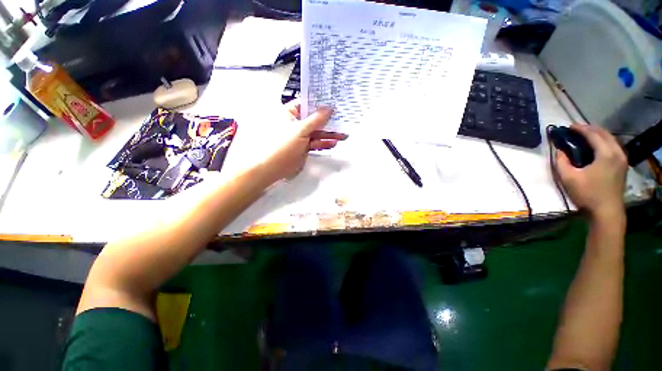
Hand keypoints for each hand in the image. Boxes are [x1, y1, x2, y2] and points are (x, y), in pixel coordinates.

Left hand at [257, 99, 347, 184]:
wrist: (273, 167)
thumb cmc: (283, 144)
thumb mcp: (300, 129)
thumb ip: (316, 119)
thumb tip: (329, 108)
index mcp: (289, 113)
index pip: (307, 104)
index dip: (320, 103)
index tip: (334, 103)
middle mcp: (295, 123)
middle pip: (315, 119)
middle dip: (329, 121)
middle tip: (343, 120)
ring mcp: (300, 136)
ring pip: (317, 132)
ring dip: (329, 134)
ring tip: (343, 135)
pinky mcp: (304, 147)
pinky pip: (316, 143)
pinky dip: (324, 143)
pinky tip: (334, 143)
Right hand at [555, 124, 626, 220]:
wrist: (607, 212)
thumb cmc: (587, 194)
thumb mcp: (569, 178)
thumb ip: (561, 162)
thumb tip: (559, 151)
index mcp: (606, 153)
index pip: (593, 134)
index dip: (580, 129)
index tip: (568, 126)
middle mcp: (617, 152)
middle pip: (604, 134)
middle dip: (590, 129)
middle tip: (576, 129)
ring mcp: (622, 159)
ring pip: (610, 140)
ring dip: (597, 135)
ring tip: (585, 136)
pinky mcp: (622, 166)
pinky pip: (613, 147)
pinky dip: (603, 142)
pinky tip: (596, 146)